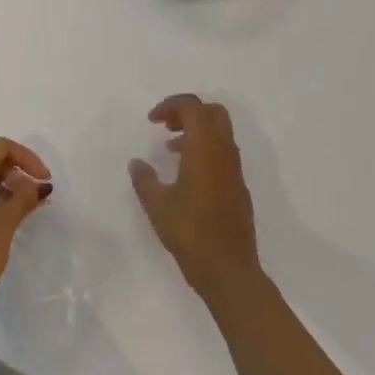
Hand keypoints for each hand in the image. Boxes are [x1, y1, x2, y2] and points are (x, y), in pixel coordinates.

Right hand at [129, 95, 261, 303]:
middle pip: (212, 112)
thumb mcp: (158, 206)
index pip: (193, 107)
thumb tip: (136, 163)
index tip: (152, 120)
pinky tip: (186, 174)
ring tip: (171, 149)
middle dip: (188, 112)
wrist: (229, 270)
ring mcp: (235, 169)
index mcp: (205, 148)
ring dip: (197, 131)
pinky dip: (205, 149)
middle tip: (166, 126)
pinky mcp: (238, 186)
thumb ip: (144, 179)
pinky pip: (223, 152)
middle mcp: (224, 152)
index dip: (171, 105)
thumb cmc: (191, 233)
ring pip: (220, 132)